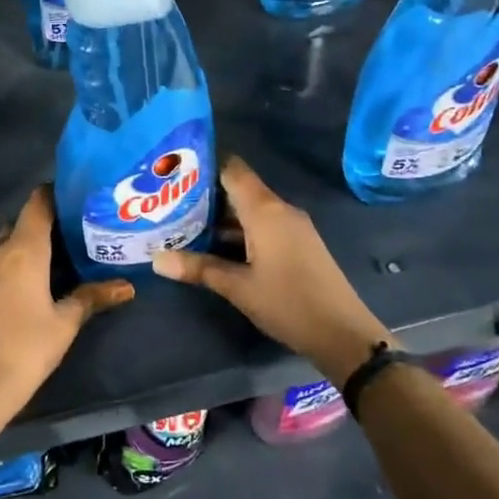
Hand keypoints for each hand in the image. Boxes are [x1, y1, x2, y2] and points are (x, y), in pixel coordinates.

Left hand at [0, 186, 133, 413]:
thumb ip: (93, 296)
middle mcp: (1, 250)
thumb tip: (127, 286)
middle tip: (81, 228)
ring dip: (34, 238)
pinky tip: (43, 276)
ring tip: (67, 251)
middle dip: (50, 218)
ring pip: (11, 238)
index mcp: (24, 249)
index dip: (58, 193)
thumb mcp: (67, 321)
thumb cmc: (28, 346)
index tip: (83, 197)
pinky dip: (21, 256)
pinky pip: (2, 257)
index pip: (38, 202)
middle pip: (24, 218)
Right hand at [152, 155, 389, 384]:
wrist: (343, 333)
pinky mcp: (298, 244)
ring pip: (249, 210)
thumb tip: (155, 260)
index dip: (204, 165)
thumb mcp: (237, 287)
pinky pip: (263, 225)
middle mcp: (279, 209)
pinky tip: (215, 247)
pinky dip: (238, 231)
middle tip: (168, 202)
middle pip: (238, 189)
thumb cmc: (288, 303)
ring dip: (220, 218)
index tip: (173, 171)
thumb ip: (198, 268)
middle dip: (205, 195)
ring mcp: (292, 227)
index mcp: (265, 210)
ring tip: (182, 225)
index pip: (232, 169)